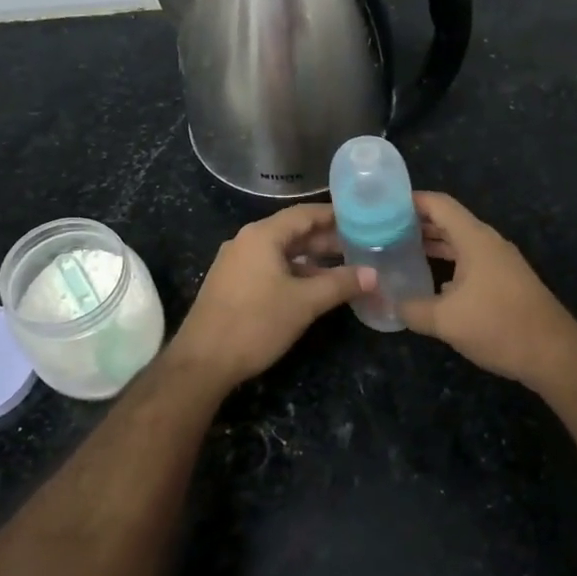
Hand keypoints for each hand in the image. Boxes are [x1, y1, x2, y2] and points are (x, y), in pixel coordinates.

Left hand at [168, 205, 374, 388]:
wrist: (202, 361)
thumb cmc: (255, 323)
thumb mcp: (304, 303)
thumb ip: (340, 284)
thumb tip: (374, 274)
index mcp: (262, 235)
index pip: (305, 214)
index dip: (334, 215)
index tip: (362, 218)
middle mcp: (247, 241)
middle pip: (293, 232)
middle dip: (327, 240)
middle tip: (361, 246)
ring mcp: (237, 263)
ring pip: (282, 253)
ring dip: (312, 259)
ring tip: (345, 267)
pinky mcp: (233, 284)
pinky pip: (270, 268)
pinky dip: (295, 272)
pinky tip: (315, 287)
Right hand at [401, 192, 576, 390]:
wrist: (554, 354)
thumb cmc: (499, 326)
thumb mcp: (446, 320)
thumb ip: (412, 309)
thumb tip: (390, 303)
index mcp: (474, 239)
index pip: (438, 204)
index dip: (409, 200)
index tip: (381, 206)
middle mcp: (488, 243)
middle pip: (448, 221)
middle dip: (416, 223)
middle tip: (382, 231)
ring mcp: (499, 262)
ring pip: (459, 243)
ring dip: (432, 244)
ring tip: (399, 252)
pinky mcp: (505, 281)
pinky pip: (470, 262)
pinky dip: (447, 263)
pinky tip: (430, 282)